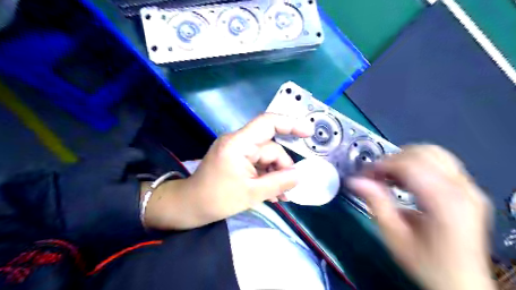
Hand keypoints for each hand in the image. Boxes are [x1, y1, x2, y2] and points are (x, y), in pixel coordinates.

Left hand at [140, 114, 311, 230]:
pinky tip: (270, 192)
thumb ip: (278, 183)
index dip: (290, 124)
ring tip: (280, 197)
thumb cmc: (216, 200)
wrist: (189, 206)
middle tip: (288, 190)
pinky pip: (257, 162)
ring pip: (265, 157)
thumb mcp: (252, 194)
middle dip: (282, 168)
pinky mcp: (235, 158)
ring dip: (274, 175)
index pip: (267, 123)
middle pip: (270, 148)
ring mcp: (236, 149)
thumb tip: (299, 176)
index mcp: (238, 144)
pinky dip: (265, 175)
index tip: (308, 133)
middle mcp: (238, 141)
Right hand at [346, 145, 495, 289]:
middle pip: (423, 153)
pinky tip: (405, 179)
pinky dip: (417, 164)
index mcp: (445, 202)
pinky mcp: (468, 190)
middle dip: (392, 159)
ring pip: (433, 152)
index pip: (409, 165)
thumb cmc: (426, 264)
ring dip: (405, 159)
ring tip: (388, 176)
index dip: (381, 164)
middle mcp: (462, 189)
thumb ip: (376, 203)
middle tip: (375, 176)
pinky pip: (441, 163)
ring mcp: (469, 188)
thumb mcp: (394, 236)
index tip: (363, 175)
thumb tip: (354, 181)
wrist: (461, 283)